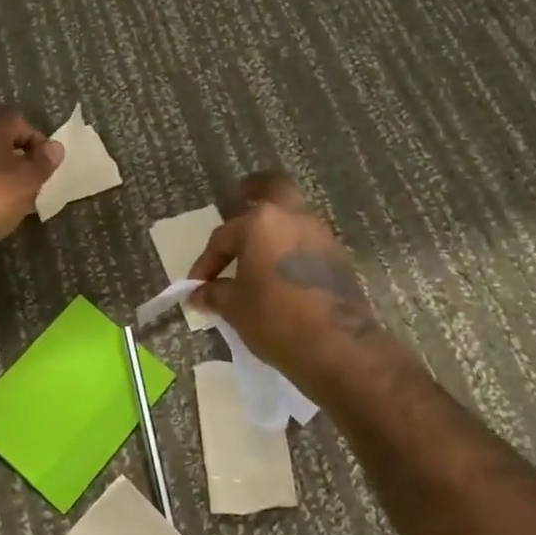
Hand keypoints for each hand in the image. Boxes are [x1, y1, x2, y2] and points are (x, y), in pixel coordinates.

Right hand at [187, 173, 384, 379]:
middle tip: (238, 196)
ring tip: (258, 250)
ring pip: (293, 216)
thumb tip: (199, 294)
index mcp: (260, 223)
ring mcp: (321, 235)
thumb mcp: (235, 308)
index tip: (197, 286)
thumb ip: (214, 294)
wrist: (337, 346)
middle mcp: (293, 218)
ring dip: (275, 226)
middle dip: (254, 189)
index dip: (206, 261)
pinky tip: (281, 271)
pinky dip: (291, 248)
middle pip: (273, 188)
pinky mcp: (339, 257)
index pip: (223, 236)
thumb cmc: (275, 319)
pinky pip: (307, 241)